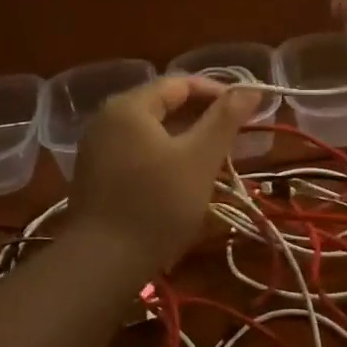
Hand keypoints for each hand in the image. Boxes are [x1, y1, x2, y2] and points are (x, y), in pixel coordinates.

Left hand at [69, 76, 257, 274]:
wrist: (103, 263)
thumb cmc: (158, 204)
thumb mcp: (200, 158)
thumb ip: (225, 119)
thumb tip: (250, 88)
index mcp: (129, 106)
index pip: (179, 83)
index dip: (216, 92)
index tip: (246, 109)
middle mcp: (106, 119)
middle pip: (162, 104)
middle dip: (201, 116)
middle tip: (234, 134)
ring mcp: (96, 148)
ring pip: (150, 131)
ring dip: (184, 137)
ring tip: (214, 155)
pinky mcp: (95, 174)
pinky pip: (136, 151)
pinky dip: (163, 155)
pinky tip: (182, 176)